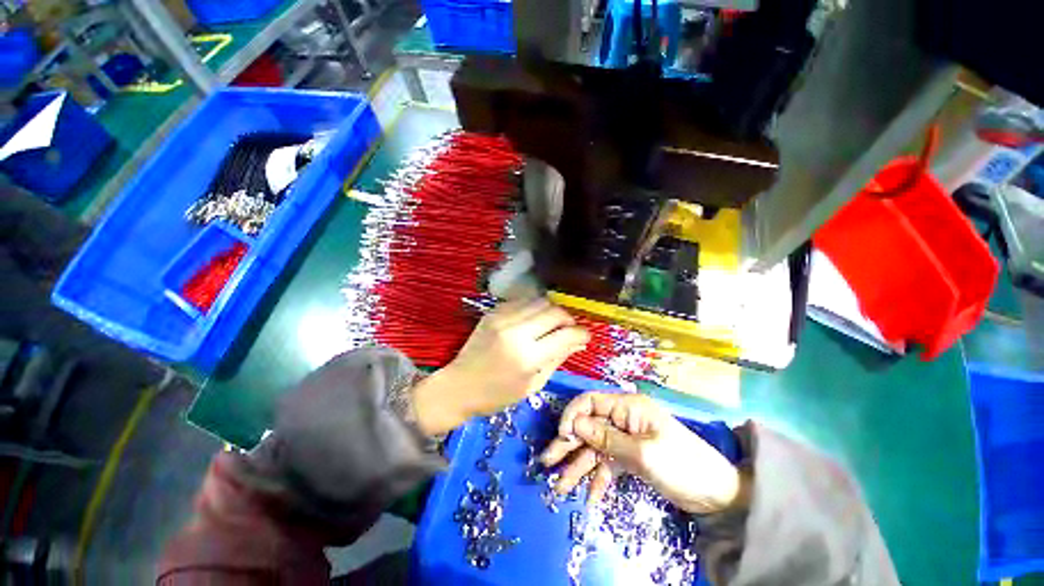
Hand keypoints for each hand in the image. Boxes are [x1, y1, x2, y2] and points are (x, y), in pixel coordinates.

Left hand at [414, 299, 589, 435]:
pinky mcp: (493, 312)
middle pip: (554, 311)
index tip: (585, 336)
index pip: (566, 334)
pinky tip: (533, 320)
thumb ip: (558, 358)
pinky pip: (522, 301)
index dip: (581, 333)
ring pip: (540, 301)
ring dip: (552, 311)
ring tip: (552, 324)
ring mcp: (502, 318)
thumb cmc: (497, 394)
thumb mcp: (533, 384)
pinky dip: (533, 308)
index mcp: (527, 357)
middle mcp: (516, 332)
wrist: (459, 386)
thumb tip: (579, 342)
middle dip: (568, 319)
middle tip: (569, 330)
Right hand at [540, 393, 746, 514]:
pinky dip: (598, 480)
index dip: (573, 416)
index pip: (591, 402)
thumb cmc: (682, 466)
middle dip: (568, 444)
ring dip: (578, 467)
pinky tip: (589, 498)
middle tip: (547, 463)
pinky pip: (606, 465)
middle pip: (588, 427)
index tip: (562, 436)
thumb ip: (606, 439)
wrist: (718, 495)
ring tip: (560, 488)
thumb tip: (574, 423)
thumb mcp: (642, 454)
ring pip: (594, 448)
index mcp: (628, 407)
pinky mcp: (629, 458)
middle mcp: (623, 419)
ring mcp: (625, 439)